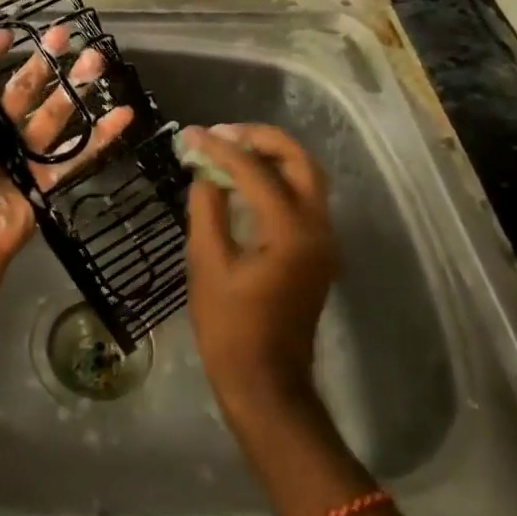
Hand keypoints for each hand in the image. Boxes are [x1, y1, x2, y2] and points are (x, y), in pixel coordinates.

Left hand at [0, 27, 134, 274]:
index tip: (12, 34)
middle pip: (21, 94)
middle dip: (43, 64)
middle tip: (66, 35)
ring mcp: (19, 159)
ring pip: (52, 118)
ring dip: (73, 90)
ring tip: (98, 61)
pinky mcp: (43, 182)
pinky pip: (74, 154)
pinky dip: (99, 137)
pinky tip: (122, 115)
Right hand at [181, 124, 337, 420]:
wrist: (266, 382)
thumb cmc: (229, 328)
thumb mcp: (207, 263)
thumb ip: (207, 208)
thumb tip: (206, 171)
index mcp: (290, 232)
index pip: (256, 171)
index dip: (221, 148)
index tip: (192, 134)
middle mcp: (318, 228)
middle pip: (300, 161)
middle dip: (261, 139)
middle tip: (222, 133)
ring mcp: (324, 241)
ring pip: (307, 178)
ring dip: (272, 156)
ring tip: (230, 149)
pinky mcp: (318, 252)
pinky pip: (303, 199)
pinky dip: (277, 179)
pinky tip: (245, 180)